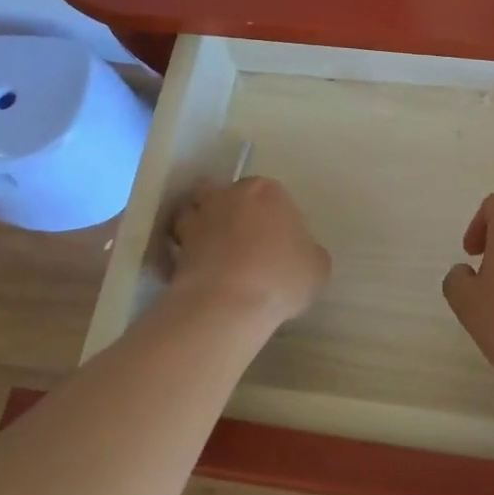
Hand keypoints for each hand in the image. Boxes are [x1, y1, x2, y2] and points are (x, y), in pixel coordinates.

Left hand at [169, 176, 330, 328]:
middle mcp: (230, 194)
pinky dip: (182, 253)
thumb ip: (309, 252)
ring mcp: (199, 217)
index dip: (275, 218)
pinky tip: (196, 273)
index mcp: (268, 191)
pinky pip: (178, 244)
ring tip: (213, 253)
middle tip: (245, 243)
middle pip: (229, 195)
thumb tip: (299, 255)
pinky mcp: (176, 245)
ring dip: (202, 226)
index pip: (272, 195)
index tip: (278, 242)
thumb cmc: (280, 277)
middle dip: (234, 212)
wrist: (228, 303)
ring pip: (197, 212)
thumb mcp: (317, 267)